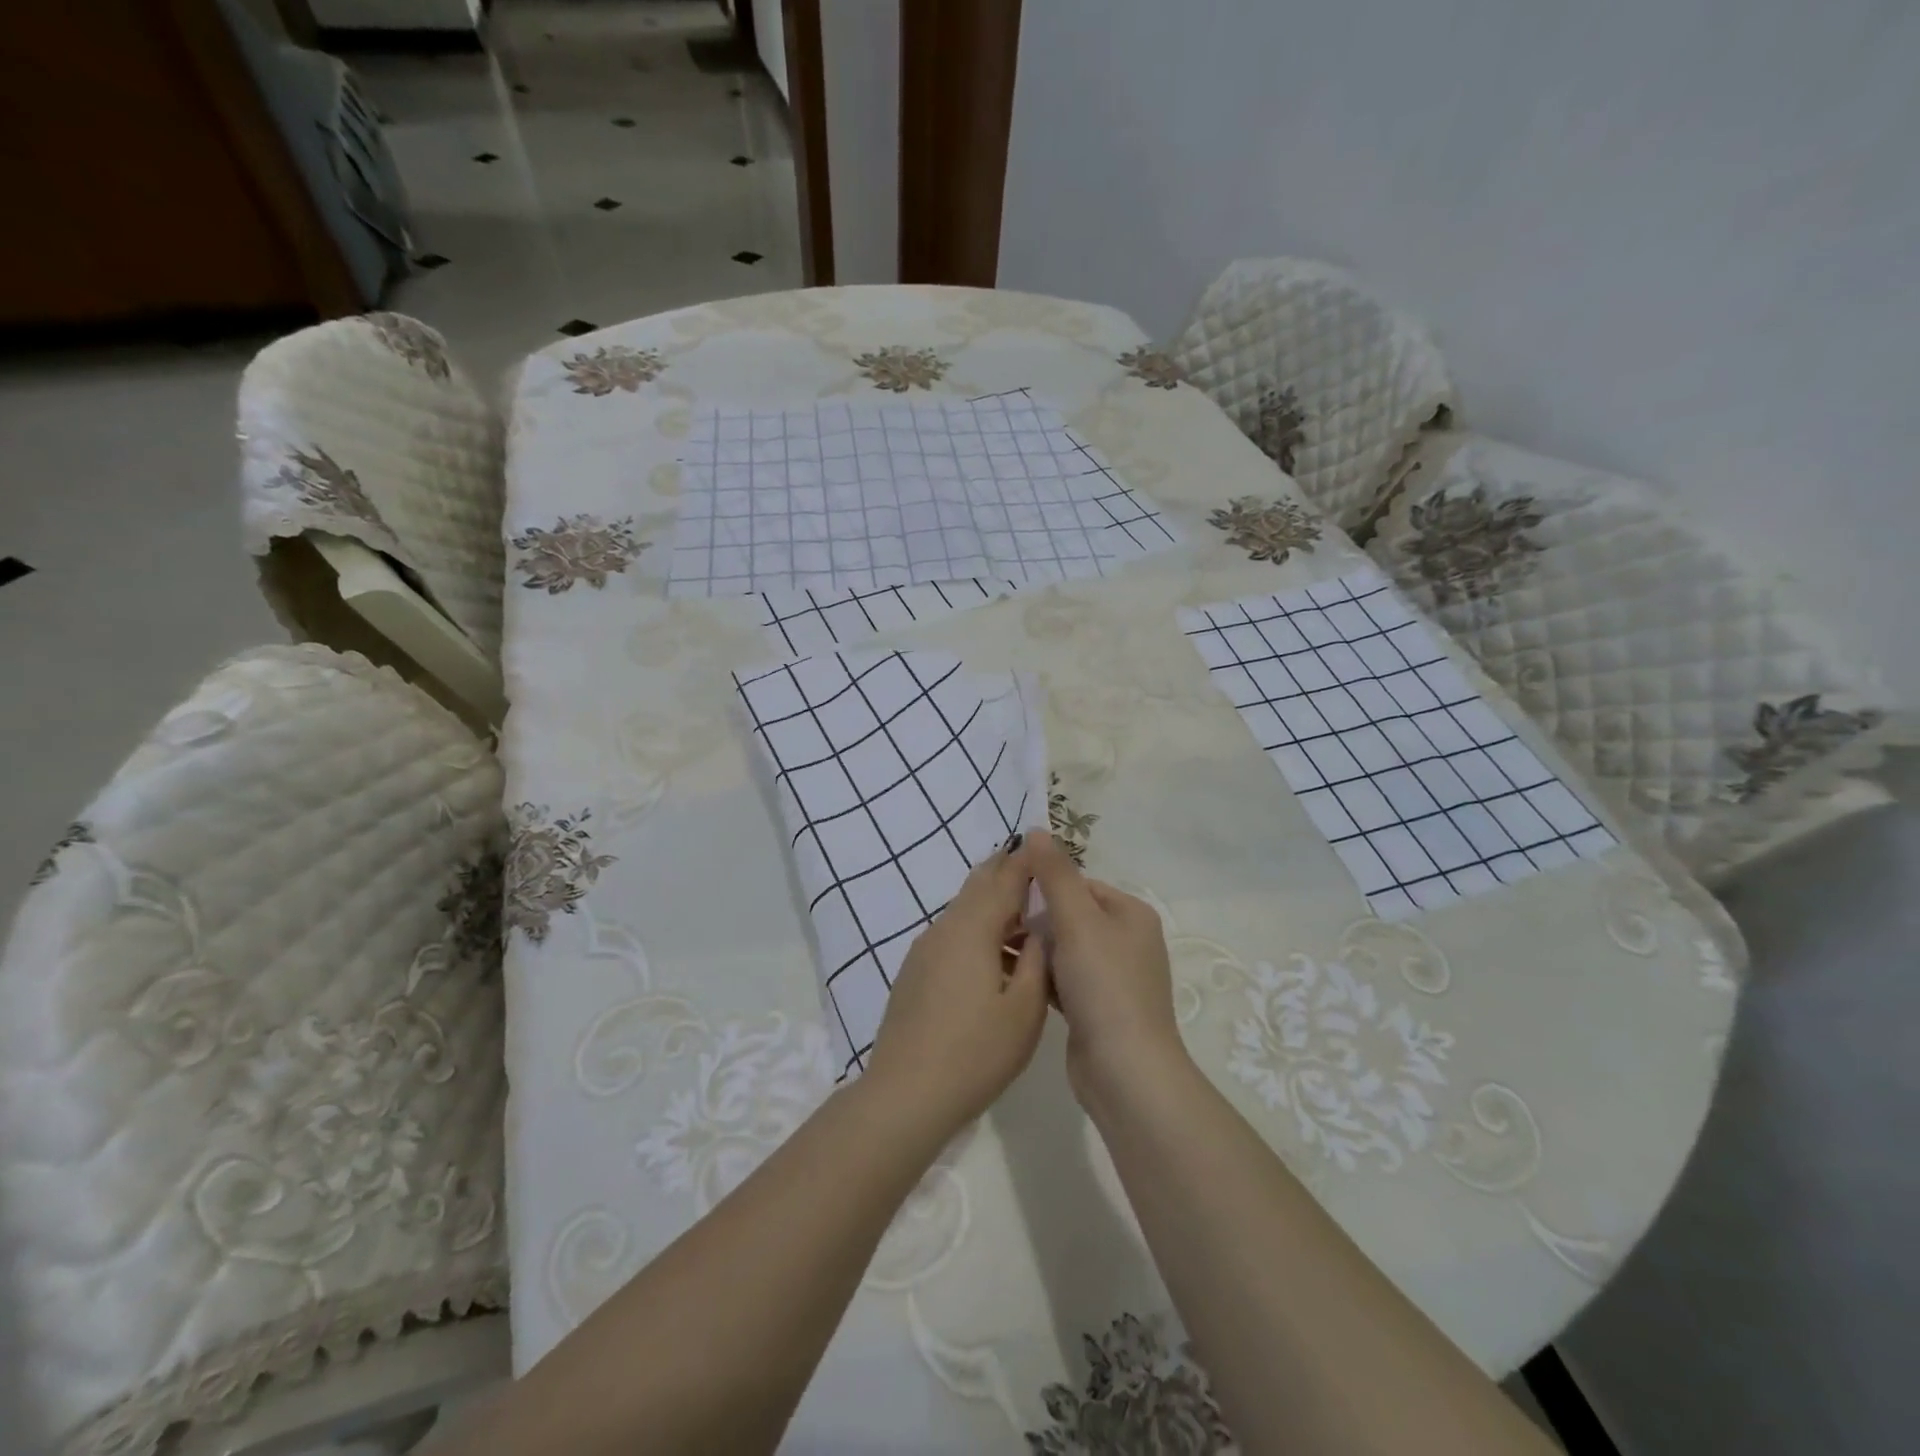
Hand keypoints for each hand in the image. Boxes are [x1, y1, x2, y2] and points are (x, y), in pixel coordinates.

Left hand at [865, 838, 1049, 1140]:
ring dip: (992, 908)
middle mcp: (944, 929)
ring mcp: (923, 951)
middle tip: (1034, 870)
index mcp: (972, 930)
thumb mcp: (1024, 1010)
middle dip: (1005, 874)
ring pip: (963, 913)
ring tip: (1023, 920)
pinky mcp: (914, 973)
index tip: (1044, 846)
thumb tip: (1038, 933)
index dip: (1026, 862)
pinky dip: (976, 932)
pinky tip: (992, 958)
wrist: (905, 1094)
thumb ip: (1035, 962)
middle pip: (977, 888)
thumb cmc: (975, 1052)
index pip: (1004, 880)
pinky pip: (951, 936)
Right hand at [1026, 833, 1187, 1103]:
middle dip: (1036, 921)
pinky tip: (1015, 981)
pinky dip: (1043, 977)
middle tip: (998, 928)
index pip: (1079, 884)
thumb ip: (1055, 874)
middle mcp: (1127, 941)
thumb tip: (1036, 829)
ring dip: (1037, 950)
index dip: (1043, 888)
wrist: (1125, 1072)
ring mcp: (1114, 977)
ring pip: (1065, 949)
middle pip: (1070, 916)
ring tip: (999, 952)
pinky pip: (1064, 979)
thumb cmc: (1104, 986)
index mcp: (1131, 913)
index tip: (1007, 899)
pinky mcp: (1098, 1008)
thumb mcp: (1077, 920)